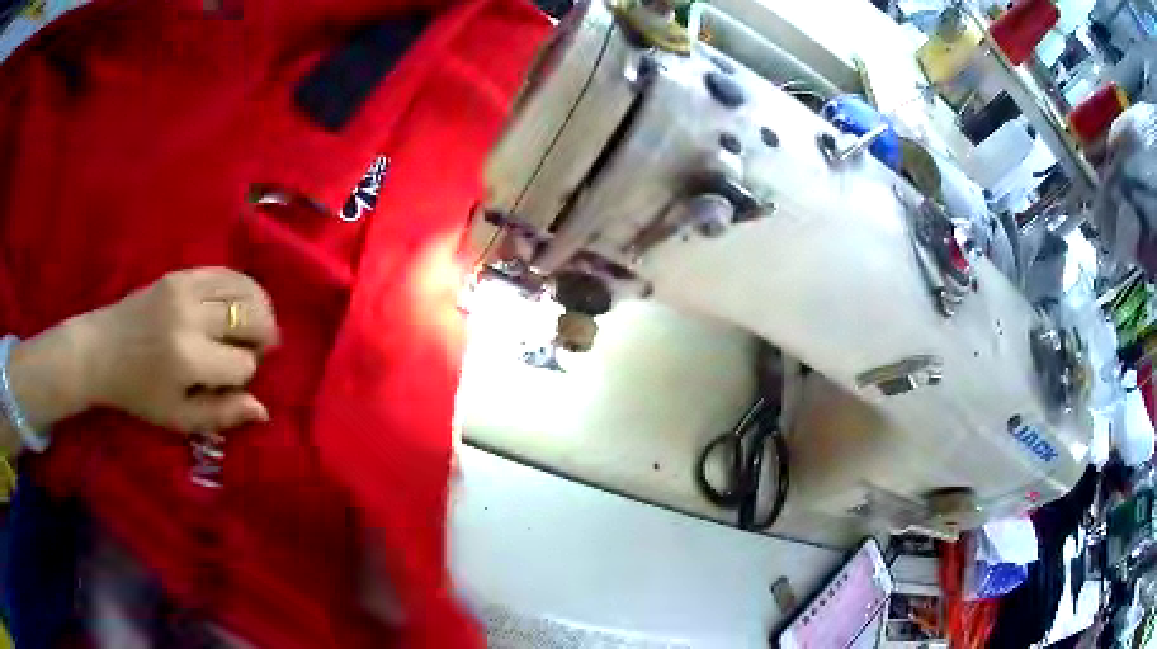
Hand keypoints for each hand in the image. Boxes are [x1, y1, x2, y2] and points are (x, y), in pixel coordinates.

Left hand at [78, 268, 279, 434]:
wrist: (102, 350)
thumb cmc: (139, 393)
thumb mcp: (178, 418)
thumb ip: (221, 415)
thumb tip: (262, 409)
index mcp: (188, 359)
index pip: (243, 364)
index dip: (244, 376)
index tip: (228, 381)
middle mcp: (191, 317)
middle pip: (252, 318)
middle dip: (261, 337)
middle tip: (255, 349)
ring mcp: (186, 289)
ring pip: (245, 289)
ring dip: (259, 309)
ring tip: (254, 325)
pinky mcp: (181, 274)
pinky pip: (226, 272)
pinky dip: (243, 288)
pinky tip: (242, 303)